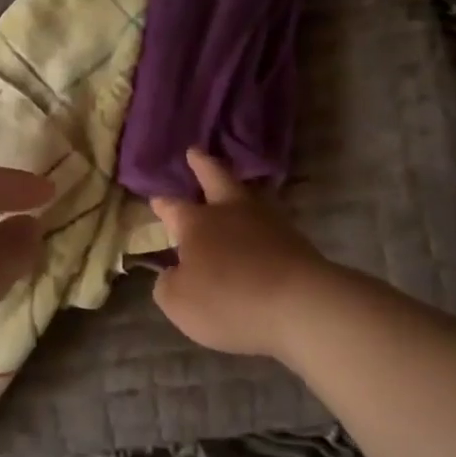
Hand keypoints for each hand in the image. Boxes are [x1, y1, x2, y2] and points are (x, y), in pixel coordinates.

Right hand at [149, 148, 329, 360]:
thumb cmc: (228, 300)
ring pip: (246, 195)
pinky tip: (257, 229)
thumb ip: (169, 285)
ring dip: (235, 189)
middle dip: (202, 165)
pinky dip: (258, 222)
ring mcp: (266, 221)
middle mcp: (230, 211)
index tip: (156, 199)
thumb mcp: (180, 303)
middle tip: (195, 152)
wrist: (299, 304)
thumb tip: (172, 273)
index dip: (162, 204)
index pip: (173, 208)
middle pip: (215, 177)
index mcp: (196, 223)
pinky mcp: (294, 239)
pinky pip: (268, 222)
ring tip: (230, 189)